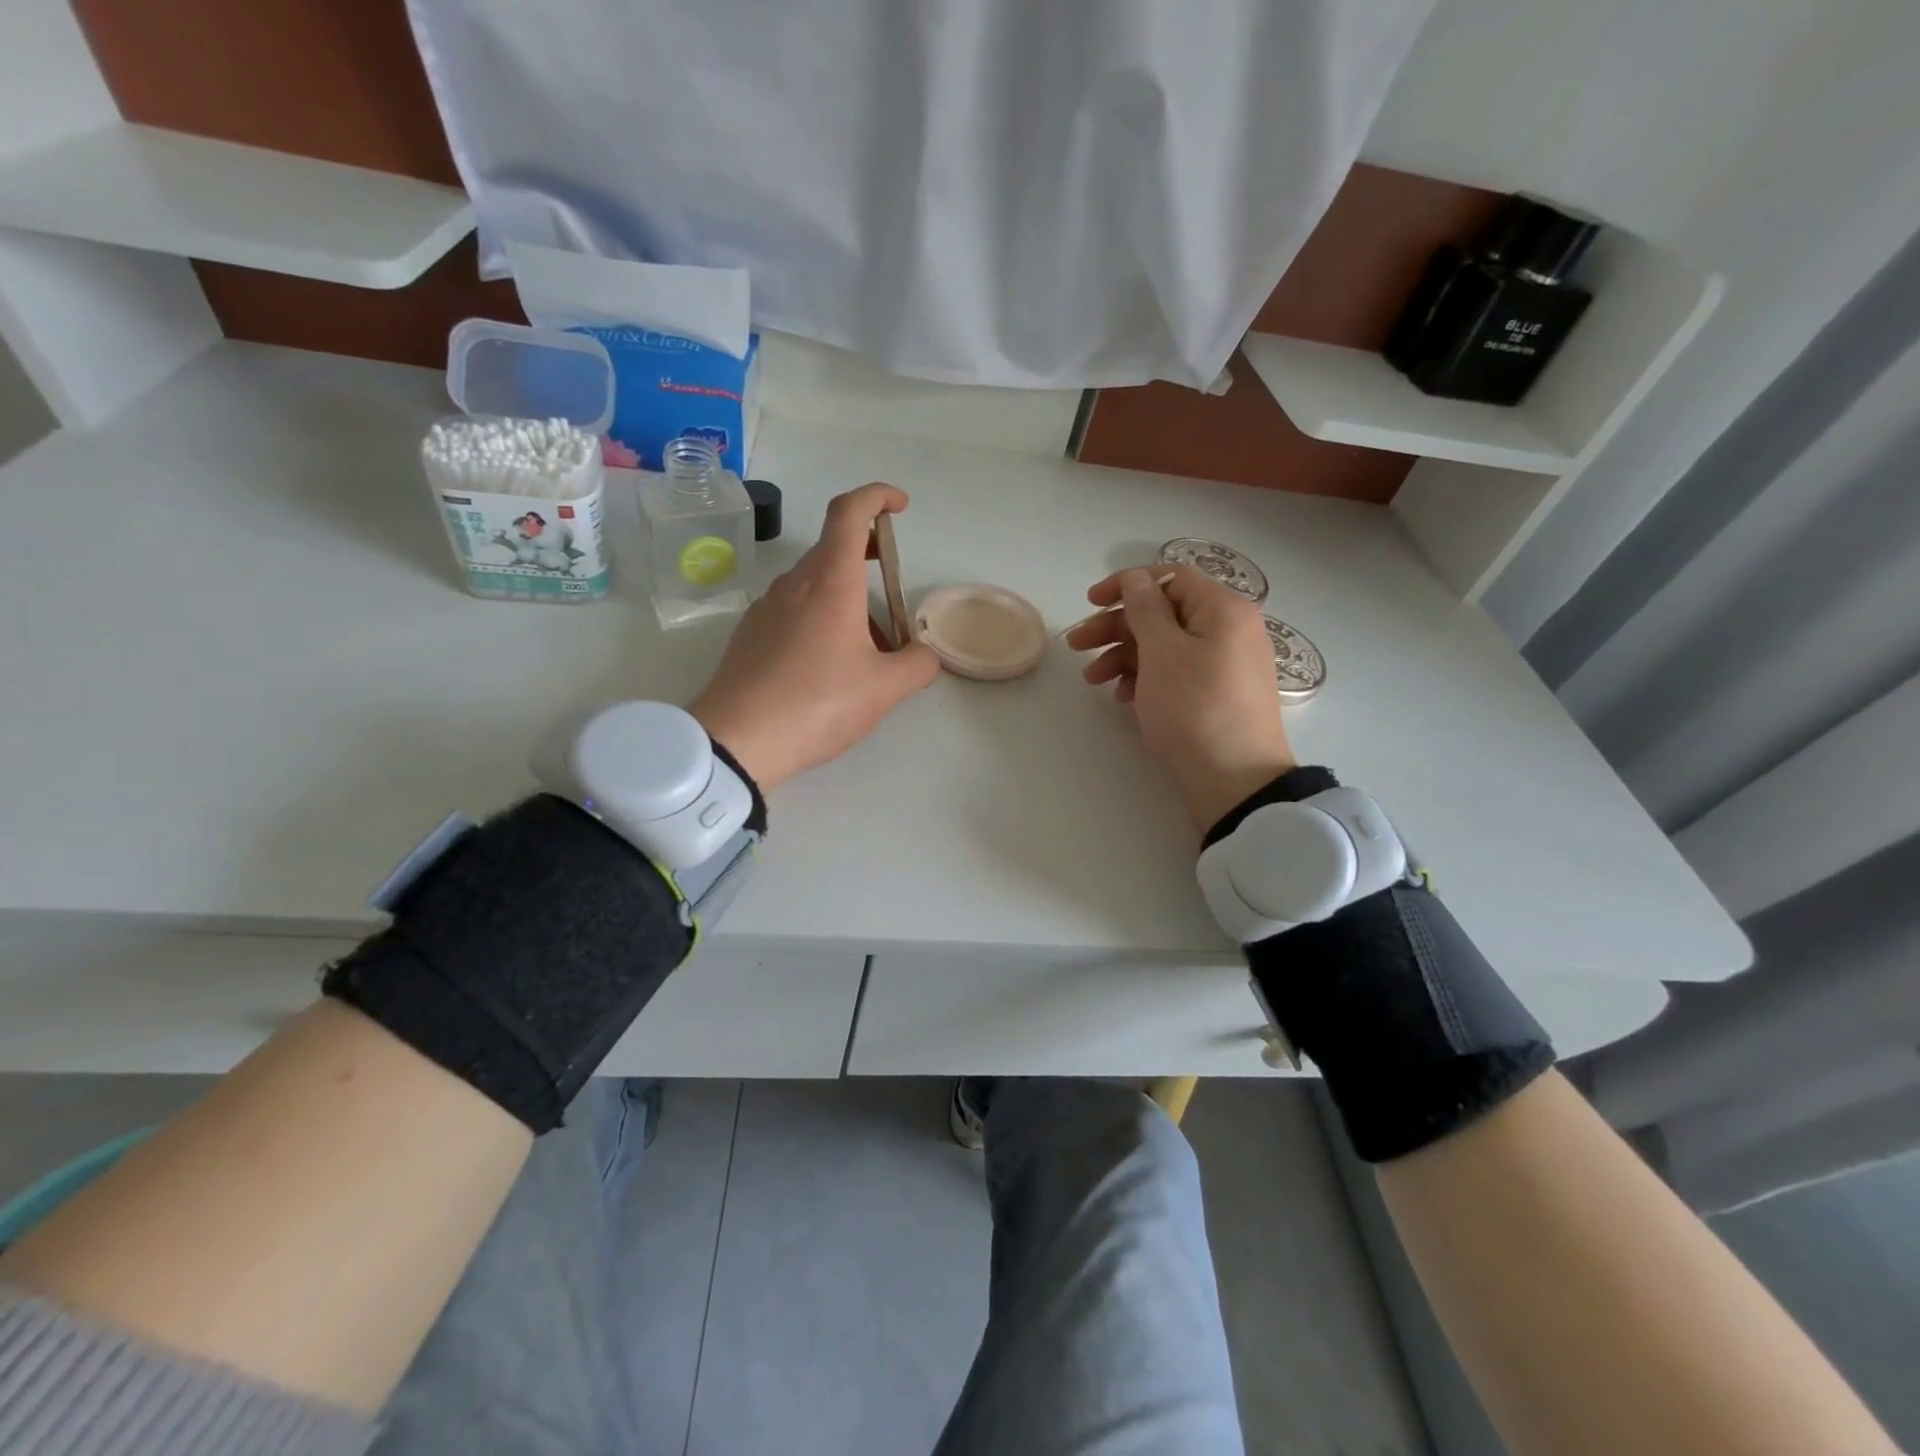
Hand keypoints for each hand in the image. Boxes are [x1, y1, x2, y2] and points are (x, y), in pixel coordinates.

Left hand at [690, 482, 940, 790]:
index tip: (899, 507)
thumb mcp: (883, 689)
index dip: (876, 497)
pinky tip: (828, 667)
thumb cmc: (818, 703)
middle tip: (892, 586)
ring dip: (847, 598)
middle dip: (868, 555)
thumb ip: (916, 666)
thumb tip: (926, 656)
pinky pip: (793, 611)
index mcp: (830, 583)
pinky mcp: (750, 635)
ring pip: (814, 585)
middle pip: (833, 547)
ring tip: (869, 650)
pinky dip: (820, 620)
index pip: (849, 512)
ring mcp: (766, 608)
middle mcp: (794, 584)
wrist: (738, 740)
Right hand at [1067, 566, 1295, 831]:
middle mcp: (1229, 629)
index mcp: (1222, 609)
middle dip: (1116, 627)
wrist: (1236, 780)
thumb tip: (1135, 579)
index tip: (1090, 602)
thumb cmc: (1195, 708)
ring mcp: (1226, 664)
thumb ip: (1145, 609)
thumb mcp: (1163, 652)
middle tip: (1076, 645)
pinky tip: (1122, 697)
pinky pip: (1177, 672)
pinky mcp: (1218, 694)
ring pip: (1166, 646)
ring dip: (1124, 656)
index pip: (1169, 578)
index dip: (1126, 585)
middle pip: (1163, 614)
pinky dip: (1146, 678)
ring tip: (1093, 680)